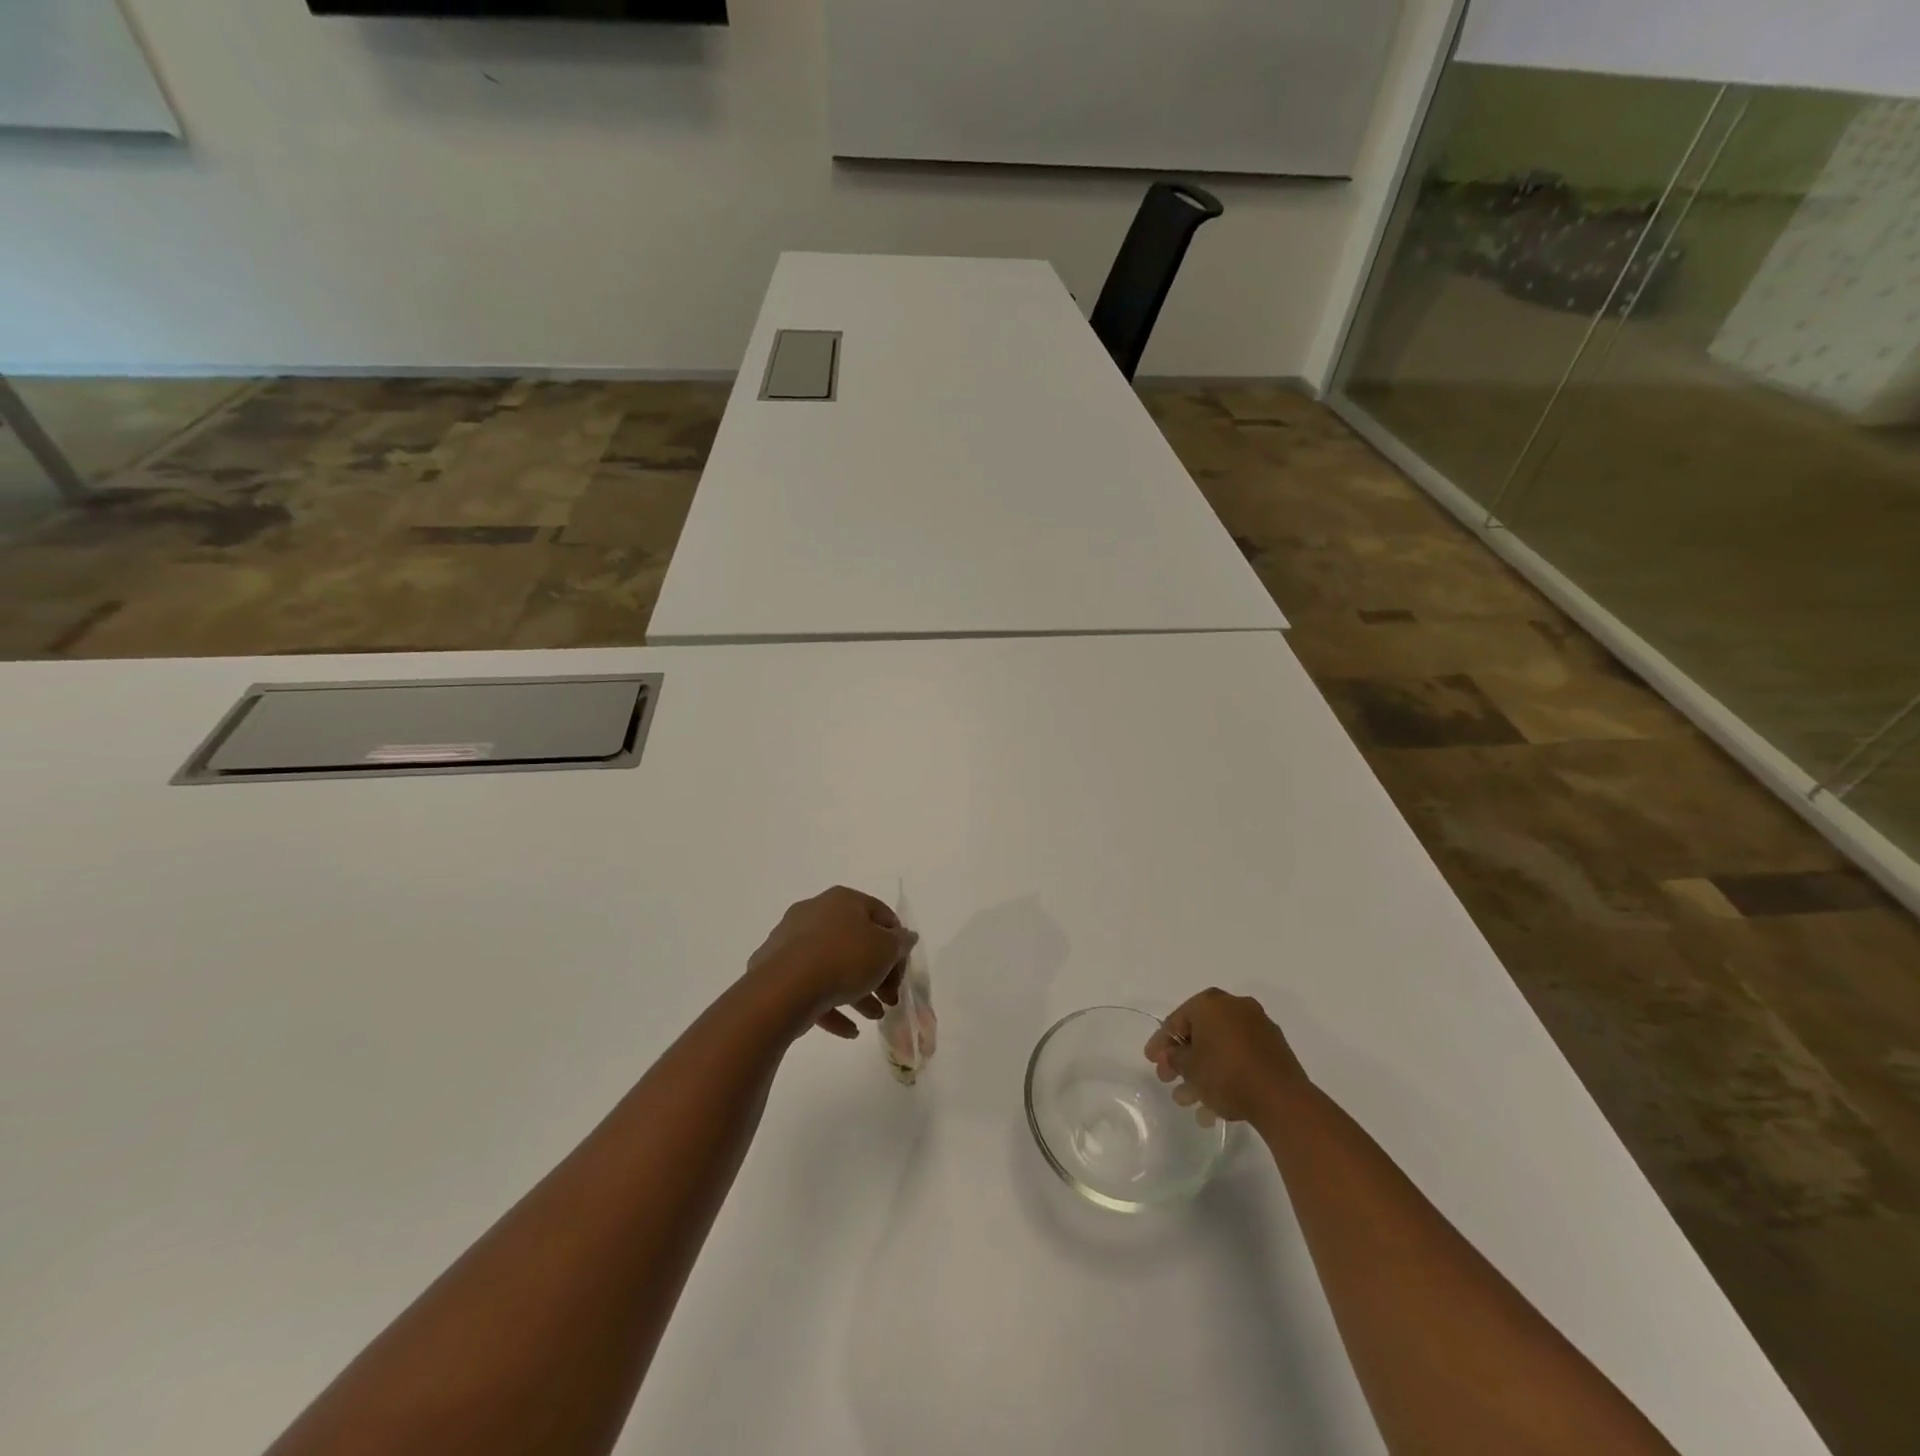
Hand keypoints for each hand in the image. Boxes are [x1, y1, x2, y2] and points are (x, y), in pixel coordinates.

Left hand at [744, 886, 917, 1039]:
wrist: (784, 988)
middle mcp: (814, 913)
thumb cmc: (844, 959)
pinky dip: (831, 1005)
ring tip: (873, 1017)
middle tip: (889, 999)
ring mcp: (791, 941)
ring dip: (857, 992)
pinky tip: (848, 1030)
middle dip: (877, 974)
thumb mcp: (886, 950)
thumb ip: (900, 942)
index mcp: (842, 900)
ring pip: (833, 965)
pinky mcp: (775, 971)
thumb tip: (905, 937)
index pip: (881, 915)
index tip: (901, 974)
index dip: (898, 945)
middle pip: (856, 942)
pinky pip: (810, 985)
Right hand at [1144, 988, 1306, 1125]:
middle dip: (1183, 1060)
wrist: (1281, 1099)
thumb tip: (1171, 1055)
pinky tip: (1215, 1106)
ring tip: (1191, 1102)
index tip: (1151, 1061)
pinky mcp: (1275, 1050)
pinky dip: (1226, 1075)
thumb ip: (1173, 1057)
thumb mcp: (1188, 1067)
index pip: (1177, 1020)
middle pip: (1200, 1034)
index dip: (1161, 1042)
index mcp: (1211, 1002)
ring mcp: (1258, 1027)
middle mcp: (1235, 1007)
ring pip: (1221, 1049)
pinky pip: (1240, 1058)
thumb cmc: (1226, 1074)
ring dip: (1203, 1073)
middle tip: (1169, 1080)